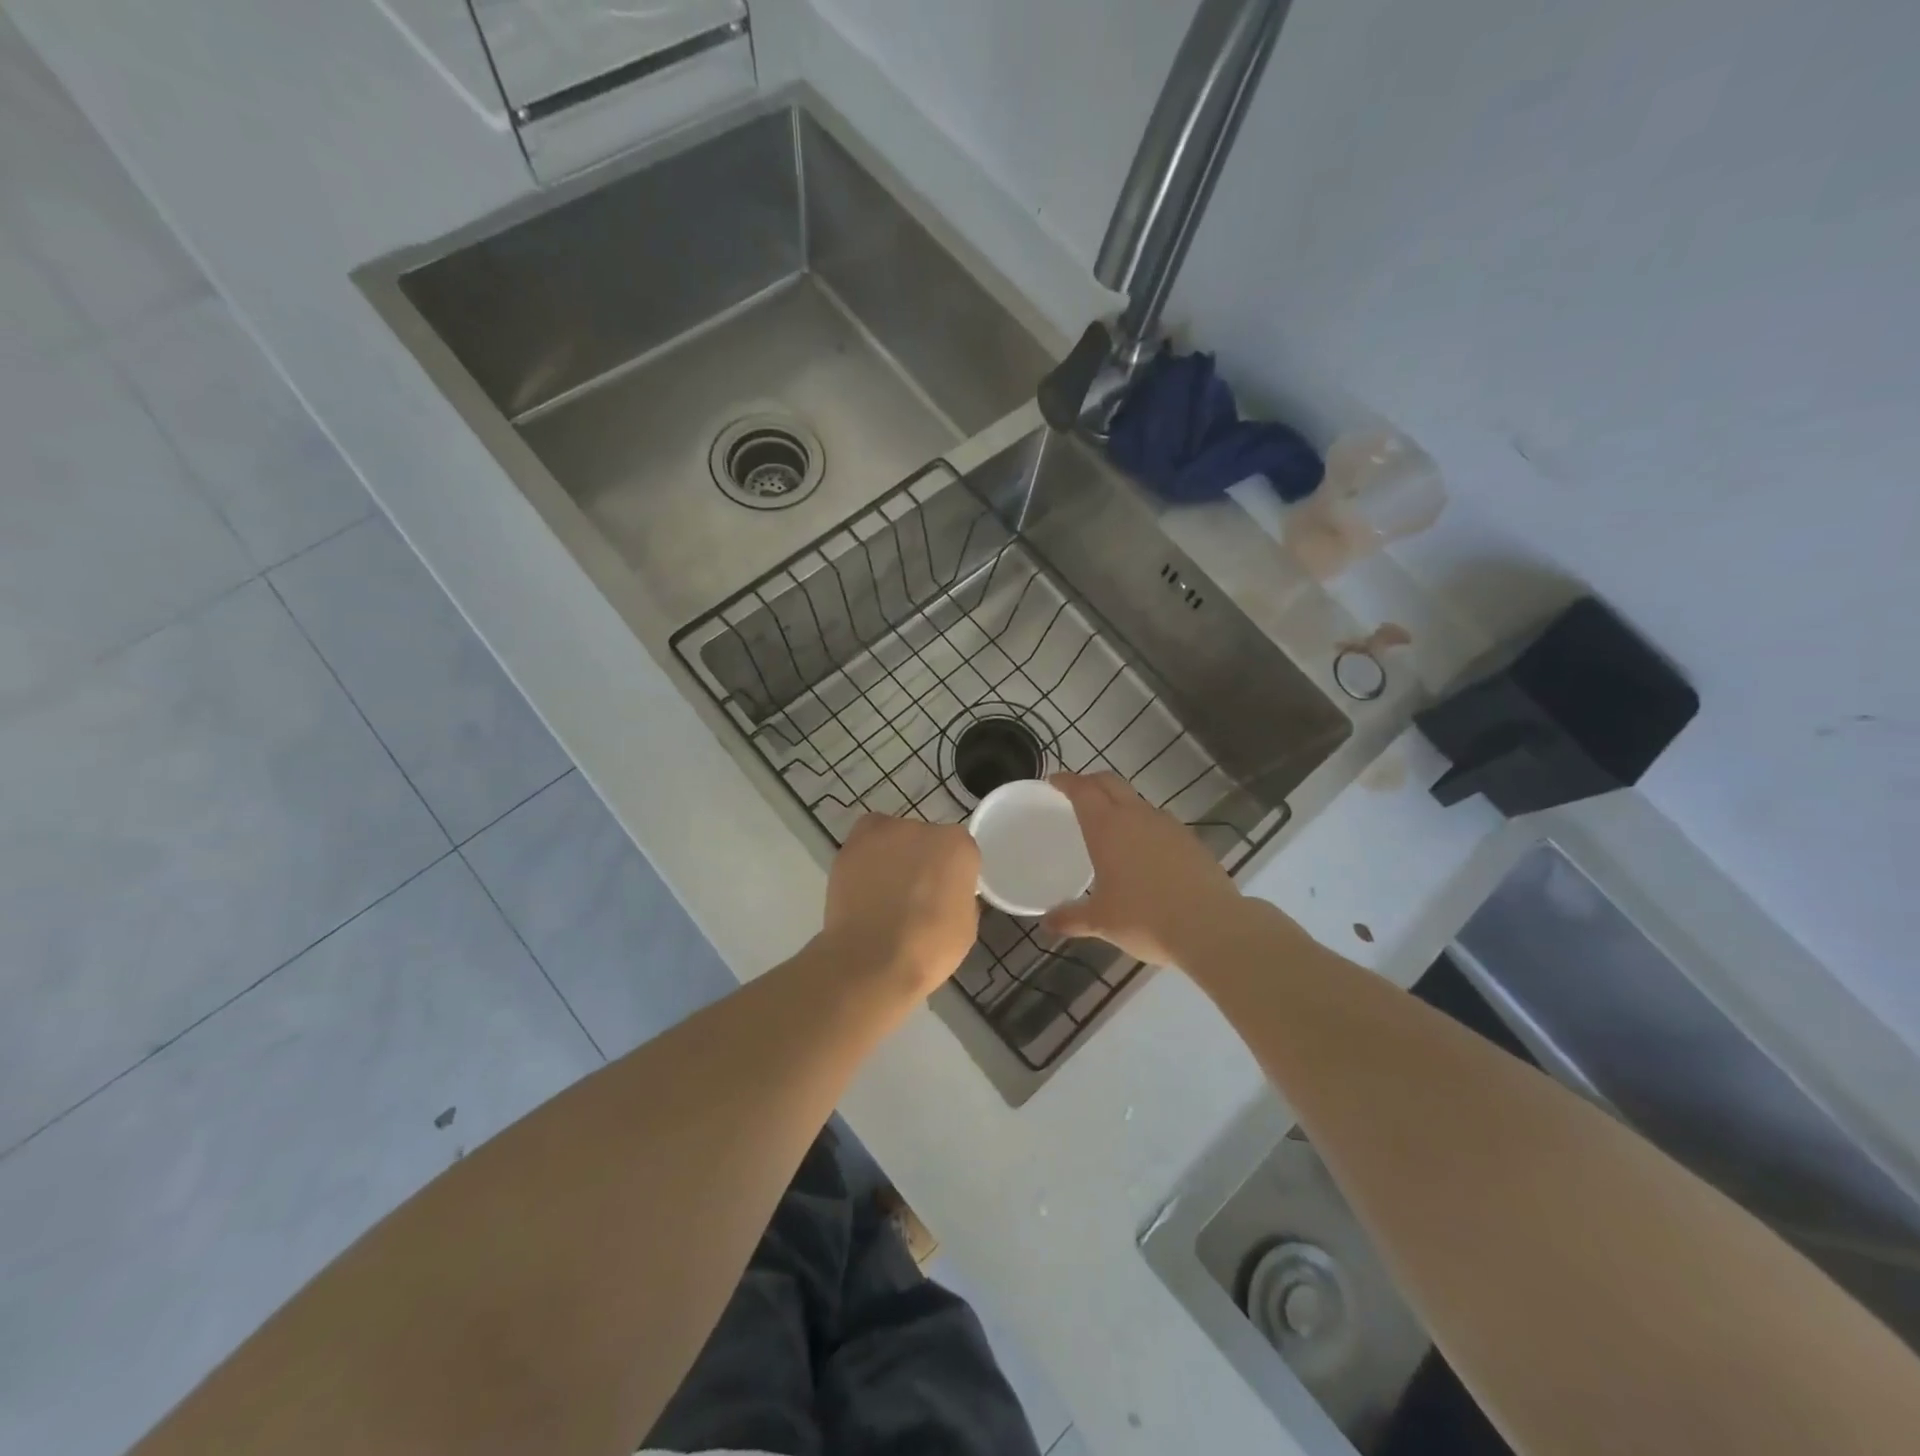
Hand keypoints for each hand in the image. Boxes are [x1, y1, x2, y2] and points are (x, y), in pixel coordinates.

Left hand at [821, 815, 980, 996]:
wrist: (873, 960)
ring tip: (883, 892)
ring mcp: (883, 833)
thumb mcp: (966, 924)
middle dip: (922, 860)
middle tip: (914, 894)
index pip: (959, 850)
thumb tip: (946, 891)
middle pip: (925, 838)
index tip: (946, 894)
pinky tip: (863, 887)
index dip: (952, 873)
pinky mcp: (851, 846)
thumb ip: (958, 894)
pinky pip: (864, 845)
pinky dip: (865, 860)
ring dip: (892, 856)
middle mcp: (922, 828)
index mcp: (957, 845)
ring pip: (893, 838)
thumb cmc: (929, 948)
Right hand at [1042, 772, 1242, 967]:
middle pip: (1110, 783)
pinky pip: (1160, 822)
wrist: (1211, 926)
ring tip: (1111, 824)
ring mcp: (1168, 825)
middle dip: (1091, 782)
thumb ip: (1071, 918)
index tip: (1054, 781)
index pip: (1082, 790)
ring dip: (1120, 803)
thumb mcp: (1101, 921)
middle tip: (1077, 792)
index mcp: (1107, 827)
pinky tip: (1144, 850)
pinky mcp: (1191, 840)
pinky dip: (1144, 825)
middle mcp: (1137, 816)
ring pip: (1137, 801)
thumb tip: (1047, 923)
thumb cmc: (1145, 918)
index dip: (1066, 781)